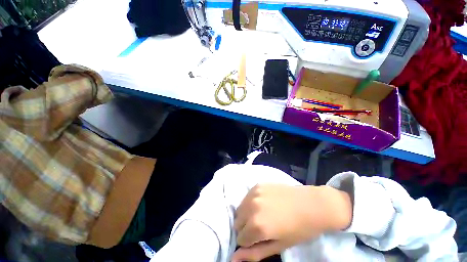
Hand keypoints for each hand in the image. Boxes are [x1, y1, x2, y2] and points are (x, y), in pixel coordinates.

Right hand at [231, 184, 351, 261]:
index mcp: (257, 225)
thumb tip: (233, 258)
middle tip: (261, 227)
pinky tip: (264, 203)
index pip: (240, 239)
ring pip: (240, 209)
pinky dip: (251, 202)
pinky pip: (247, 197)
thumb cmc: (298, 230)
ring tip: (262, 215)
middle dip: (246, 228)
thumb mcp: (278, 246)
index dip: (249, 242)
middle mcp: (252, 207)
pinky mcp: (258, 185)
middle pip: (238, 222)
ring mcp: (254, 193)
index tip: (260, 239)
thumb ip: (254, 253)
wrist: (311, 204)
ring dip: (247, 214)